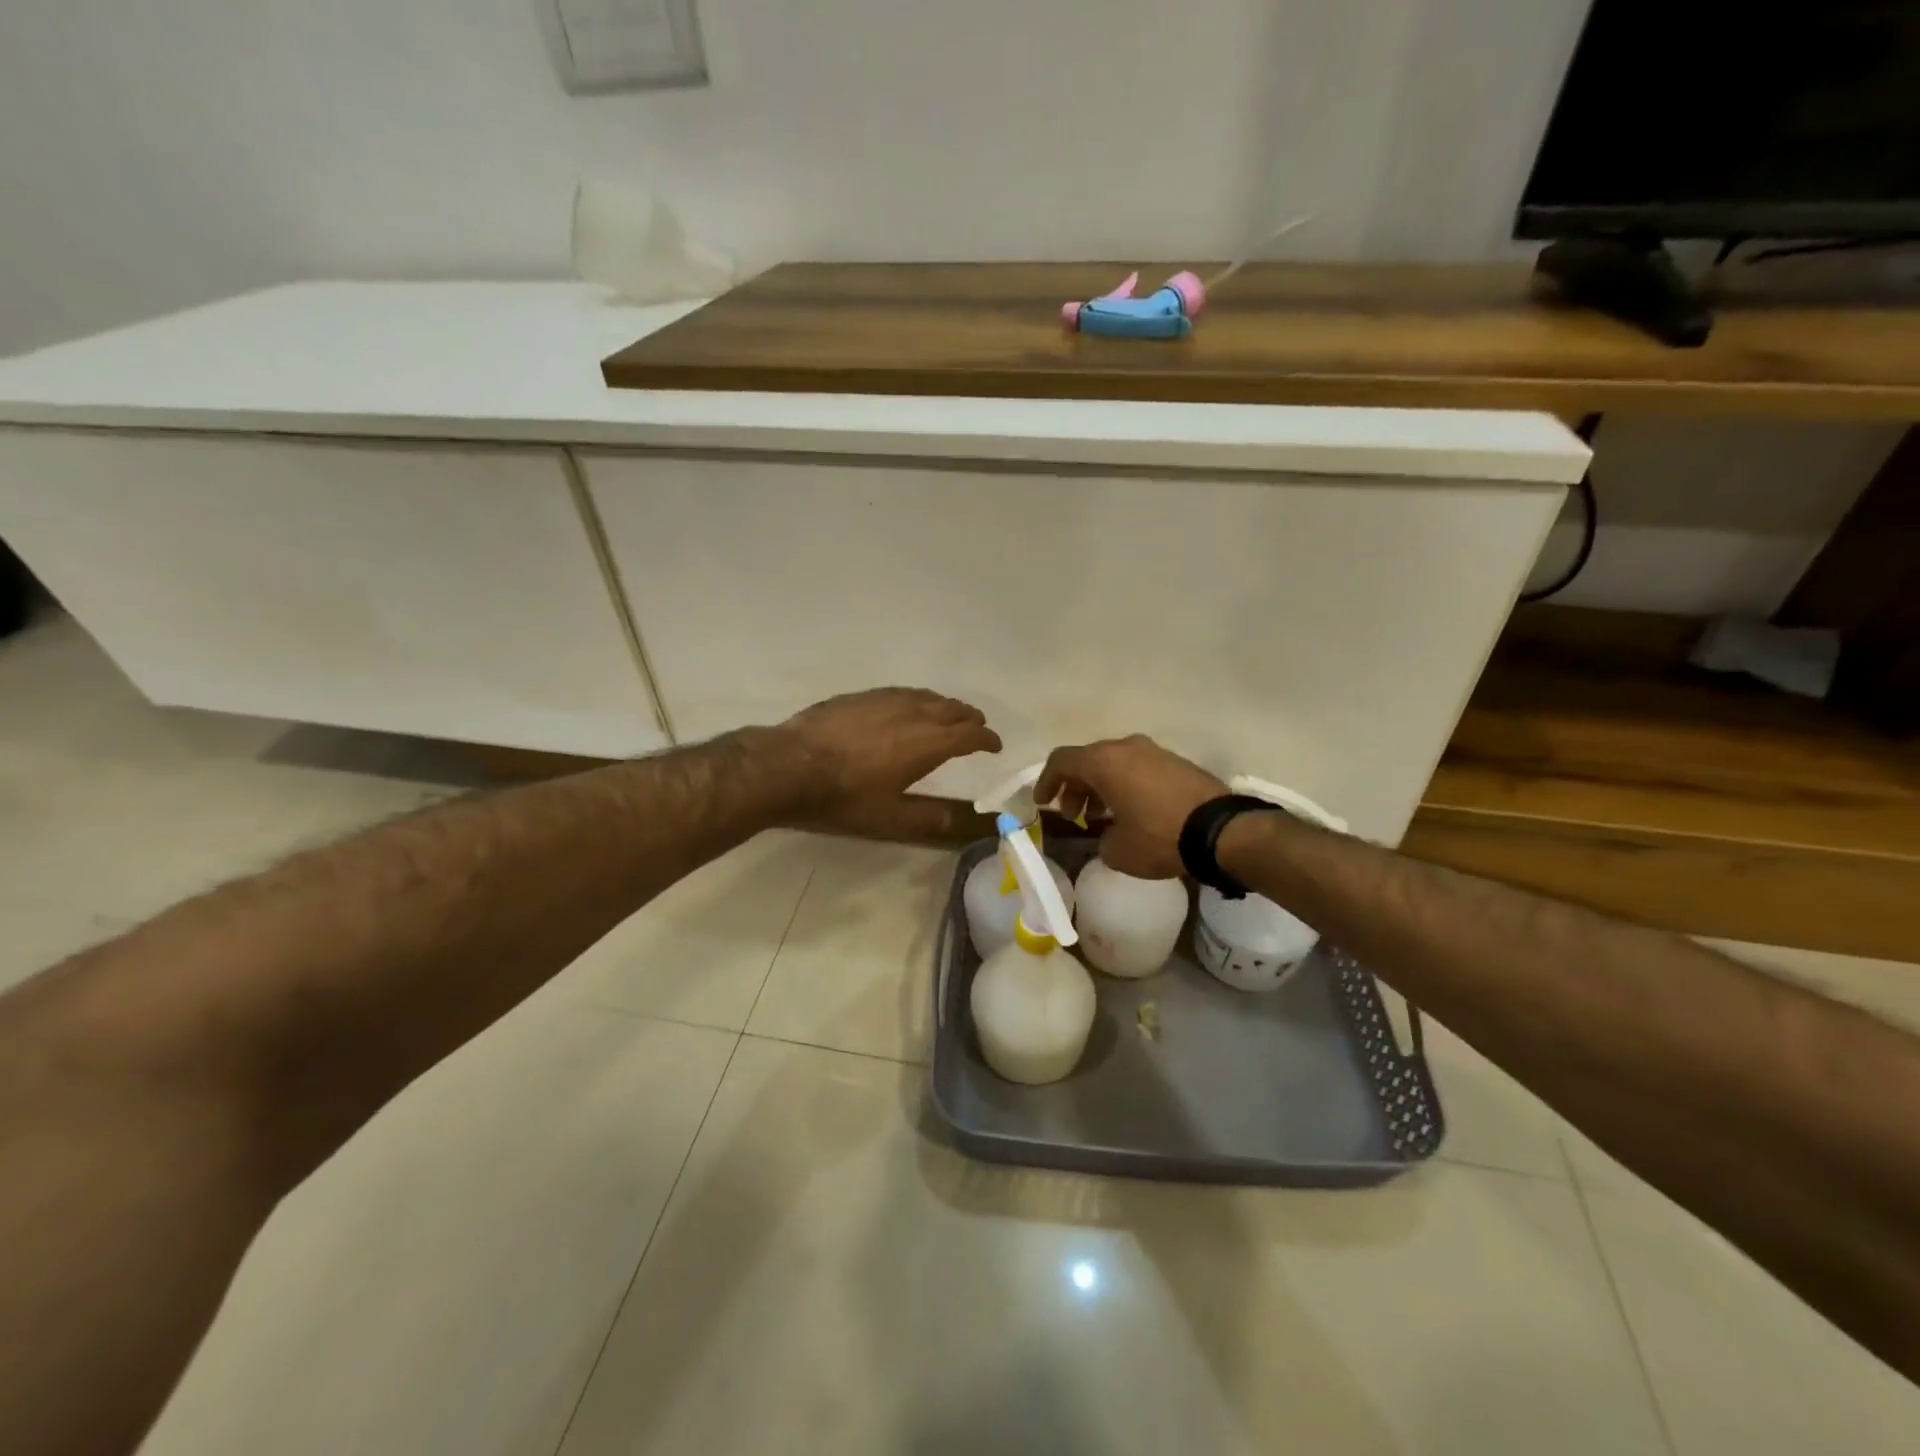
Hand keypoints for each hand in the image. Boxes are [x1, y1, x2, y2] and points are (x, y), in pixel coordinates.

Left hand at [783, 688, 1001, 806]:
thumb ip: (930, 819)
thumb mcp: (890, 819)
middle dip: (970, 718)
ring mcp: (885, 700)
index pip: (969, 736)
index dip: (987, 739)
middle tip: (977, 727)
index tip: (995, 745)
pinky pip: (902, 692)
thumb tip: (967, 824)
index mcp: (927, 743)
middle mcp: (913, 714)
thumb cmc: (843, 797)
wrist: (789, 766)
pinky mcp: (861, 696)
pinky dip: (917, 699)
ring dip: (945, 706)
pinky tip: (907, 706)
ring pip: (927, 697)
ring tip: (949, 714)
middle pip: (952, 709)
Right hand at [1037, 736, 1226, 878]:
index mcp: (1104, 761)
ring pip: (1115, 763)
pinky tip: (1132, 813)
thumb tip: (1109, 835)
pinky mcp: (1176, 762)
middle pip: (1088, 760)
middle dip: (1075, 788)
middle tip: (1075, 817)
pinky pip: (1138, 769)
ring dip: (1101, 787)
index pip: (1061, 761)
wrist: (1221, 831)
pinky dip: (1126, 786)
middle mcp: (1126, 747)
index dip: (1046, 782)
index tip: (1043, 803)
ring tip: (1102, 818)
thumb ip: (1101, 839)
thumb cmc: (1159, 837)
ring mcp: (1154, 752)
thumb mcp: (1118, 851)